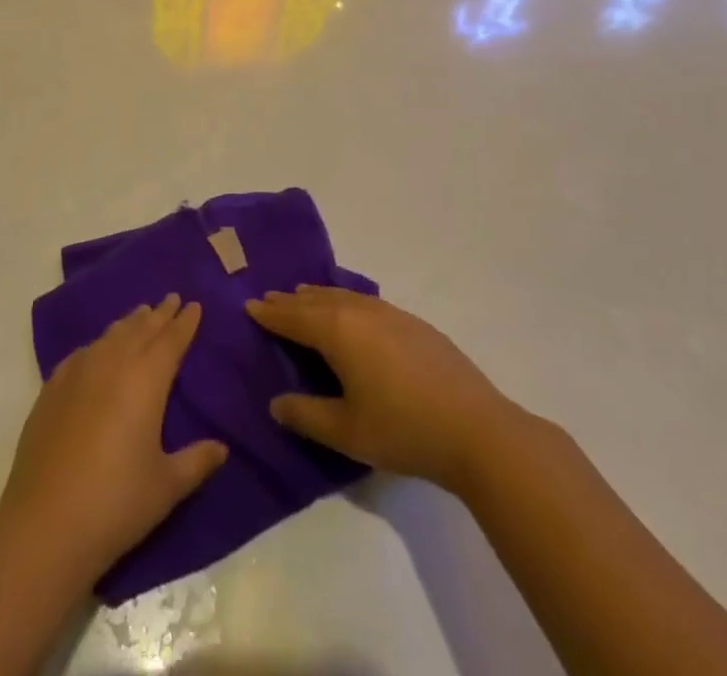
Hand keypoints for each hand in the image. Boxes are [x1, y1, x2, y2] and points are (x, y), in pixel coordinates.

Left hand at [0, 293, 227, 584]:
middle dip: (159, 314)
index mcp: (147, 380)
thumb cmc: (116, 504)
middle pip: (141, 329)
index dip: (184, 322)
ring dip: (129, 323)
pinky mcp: (52, 389)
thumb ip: (197, 462)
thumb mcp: (167, 486)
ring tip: (140, 315)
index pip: (171, 340)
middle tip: (171, 299)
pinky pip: (82, 353)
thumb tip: (222, 448)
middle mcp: (113, 364)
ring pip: (110, 335)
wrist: (45, 525)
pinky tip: (97, 350)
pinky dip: (98, 344)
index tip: (193, 304)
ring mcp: (78, 373)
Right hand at [246, 286, 521, 493]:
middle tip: (270, 298)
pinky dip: (346, 302)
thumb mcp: (346, 431)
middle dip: (292, 301)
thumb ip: (306, 415)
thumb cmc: (403, 430)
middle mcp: (361, 311)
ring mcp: (391, 314)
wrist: (476, 429)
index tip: (250, 305)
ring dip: (319, 297)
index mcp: (339, 331)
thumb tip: (276, 403)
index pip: (295, 318)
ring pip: (344, 297)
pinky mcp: (414, 324)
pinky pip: (366, 302)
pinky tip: (351, 311)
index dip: (271, 314)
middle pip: (317, 301)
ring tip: (303, 296)